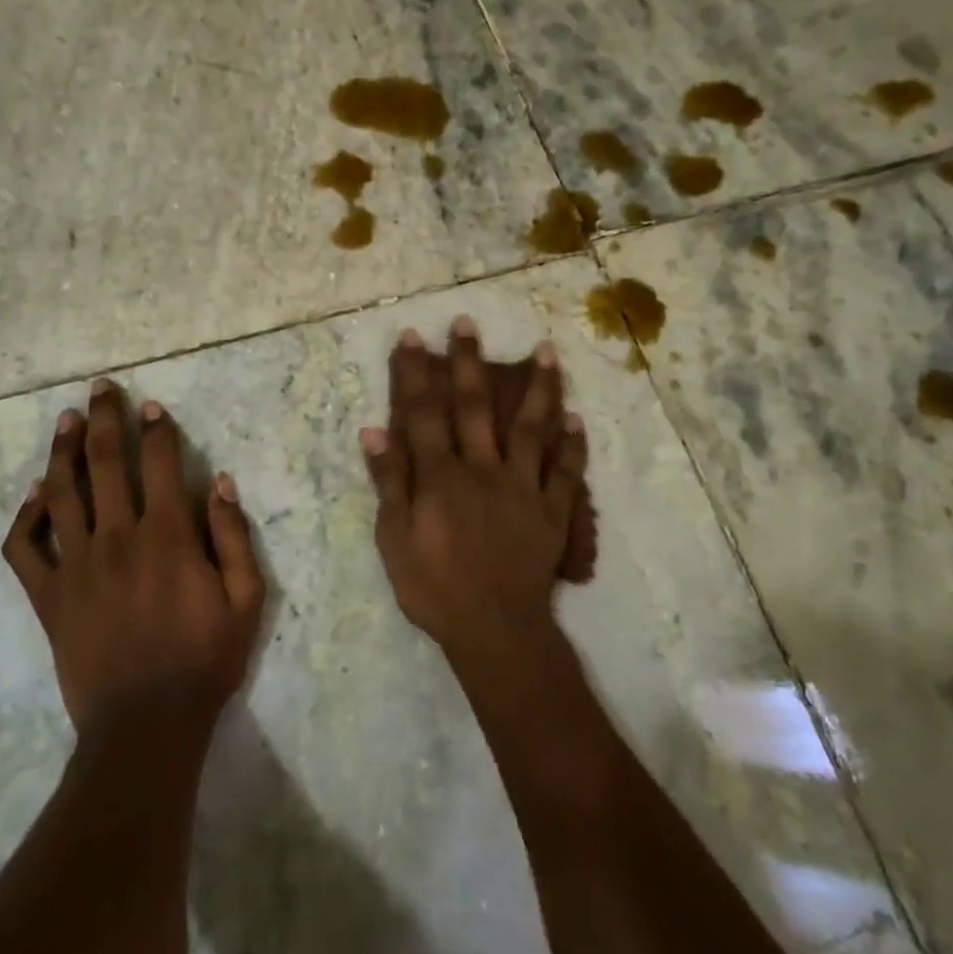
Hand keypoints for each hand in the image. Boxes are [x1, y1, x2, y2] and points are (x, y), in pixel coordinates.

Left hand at [3, 380, 265, 736]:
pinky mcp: (47, 596)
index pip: (159, 464)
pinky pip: (25, 547)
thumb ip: (234, 537)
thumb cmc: (204, 660)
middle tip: (101, 388)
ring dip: (63, 450)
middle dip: (105, 419)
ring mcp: (76, 566)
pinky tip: (35, 495)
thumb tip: (219, 482)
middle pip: (105, 462)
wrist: (145, 723)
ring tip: (65, 420)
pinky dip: (26, 516)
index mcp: (167, 537)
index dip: (157, 429)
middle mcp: (117, 538)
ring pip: (62, 492)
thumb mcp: (246, 600)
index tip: (152, 407)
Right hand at [361, 318, 586, 661]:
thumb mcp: (394, 540)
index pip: (424, 414)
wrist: (494, 629)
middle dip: (469, 363)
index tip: (413, 337)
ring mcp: (523, 487)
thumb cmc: (434, 588)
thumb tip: (374, 432)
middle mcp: (483, 469)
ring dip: (538, 388)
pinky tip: (577, 419)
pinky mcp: (553, 512)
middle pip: (475, 407)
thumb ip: (389, 483)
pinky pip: (565, 472)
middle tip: (469, 324)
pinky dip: (572, 445)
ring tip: (546, 351)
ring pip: (531, 428)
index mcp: (440, 476)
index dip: (416, 373)